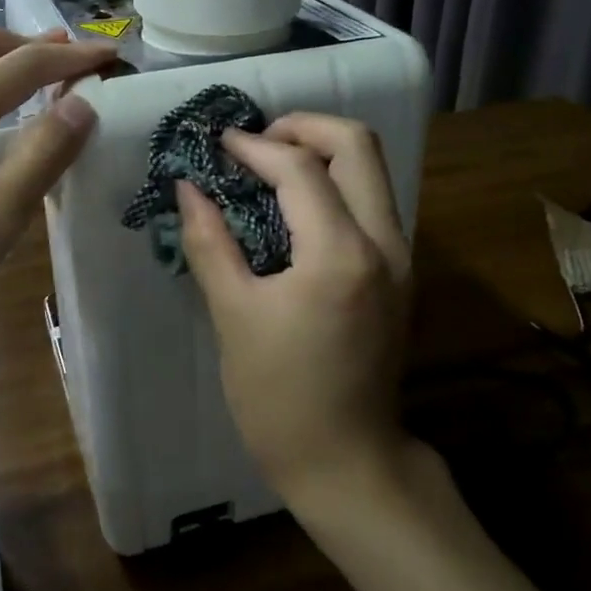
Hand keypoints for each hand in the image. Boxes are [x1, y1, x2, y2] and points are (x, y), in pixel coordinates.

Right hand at [176, 112, 413, 502]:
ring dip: (321, 152)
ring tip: (268, 166)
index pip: (300, 168)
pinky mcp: (400, 272)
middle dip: (303, 127)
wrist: (347, 462)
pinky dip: (335, 182)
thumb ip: (210, 241)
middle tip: (254, 143)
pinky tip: (293, 205)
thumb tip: (188, 187)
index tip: (216, 145)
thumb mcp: (233, 316)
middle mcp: (385, 242)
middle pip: (358, 144)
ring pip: (372, 169)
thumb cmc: (279, 398)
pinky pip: (371, 200)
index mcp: (340, 254)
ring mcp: (401, 257)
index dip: (253, 147)